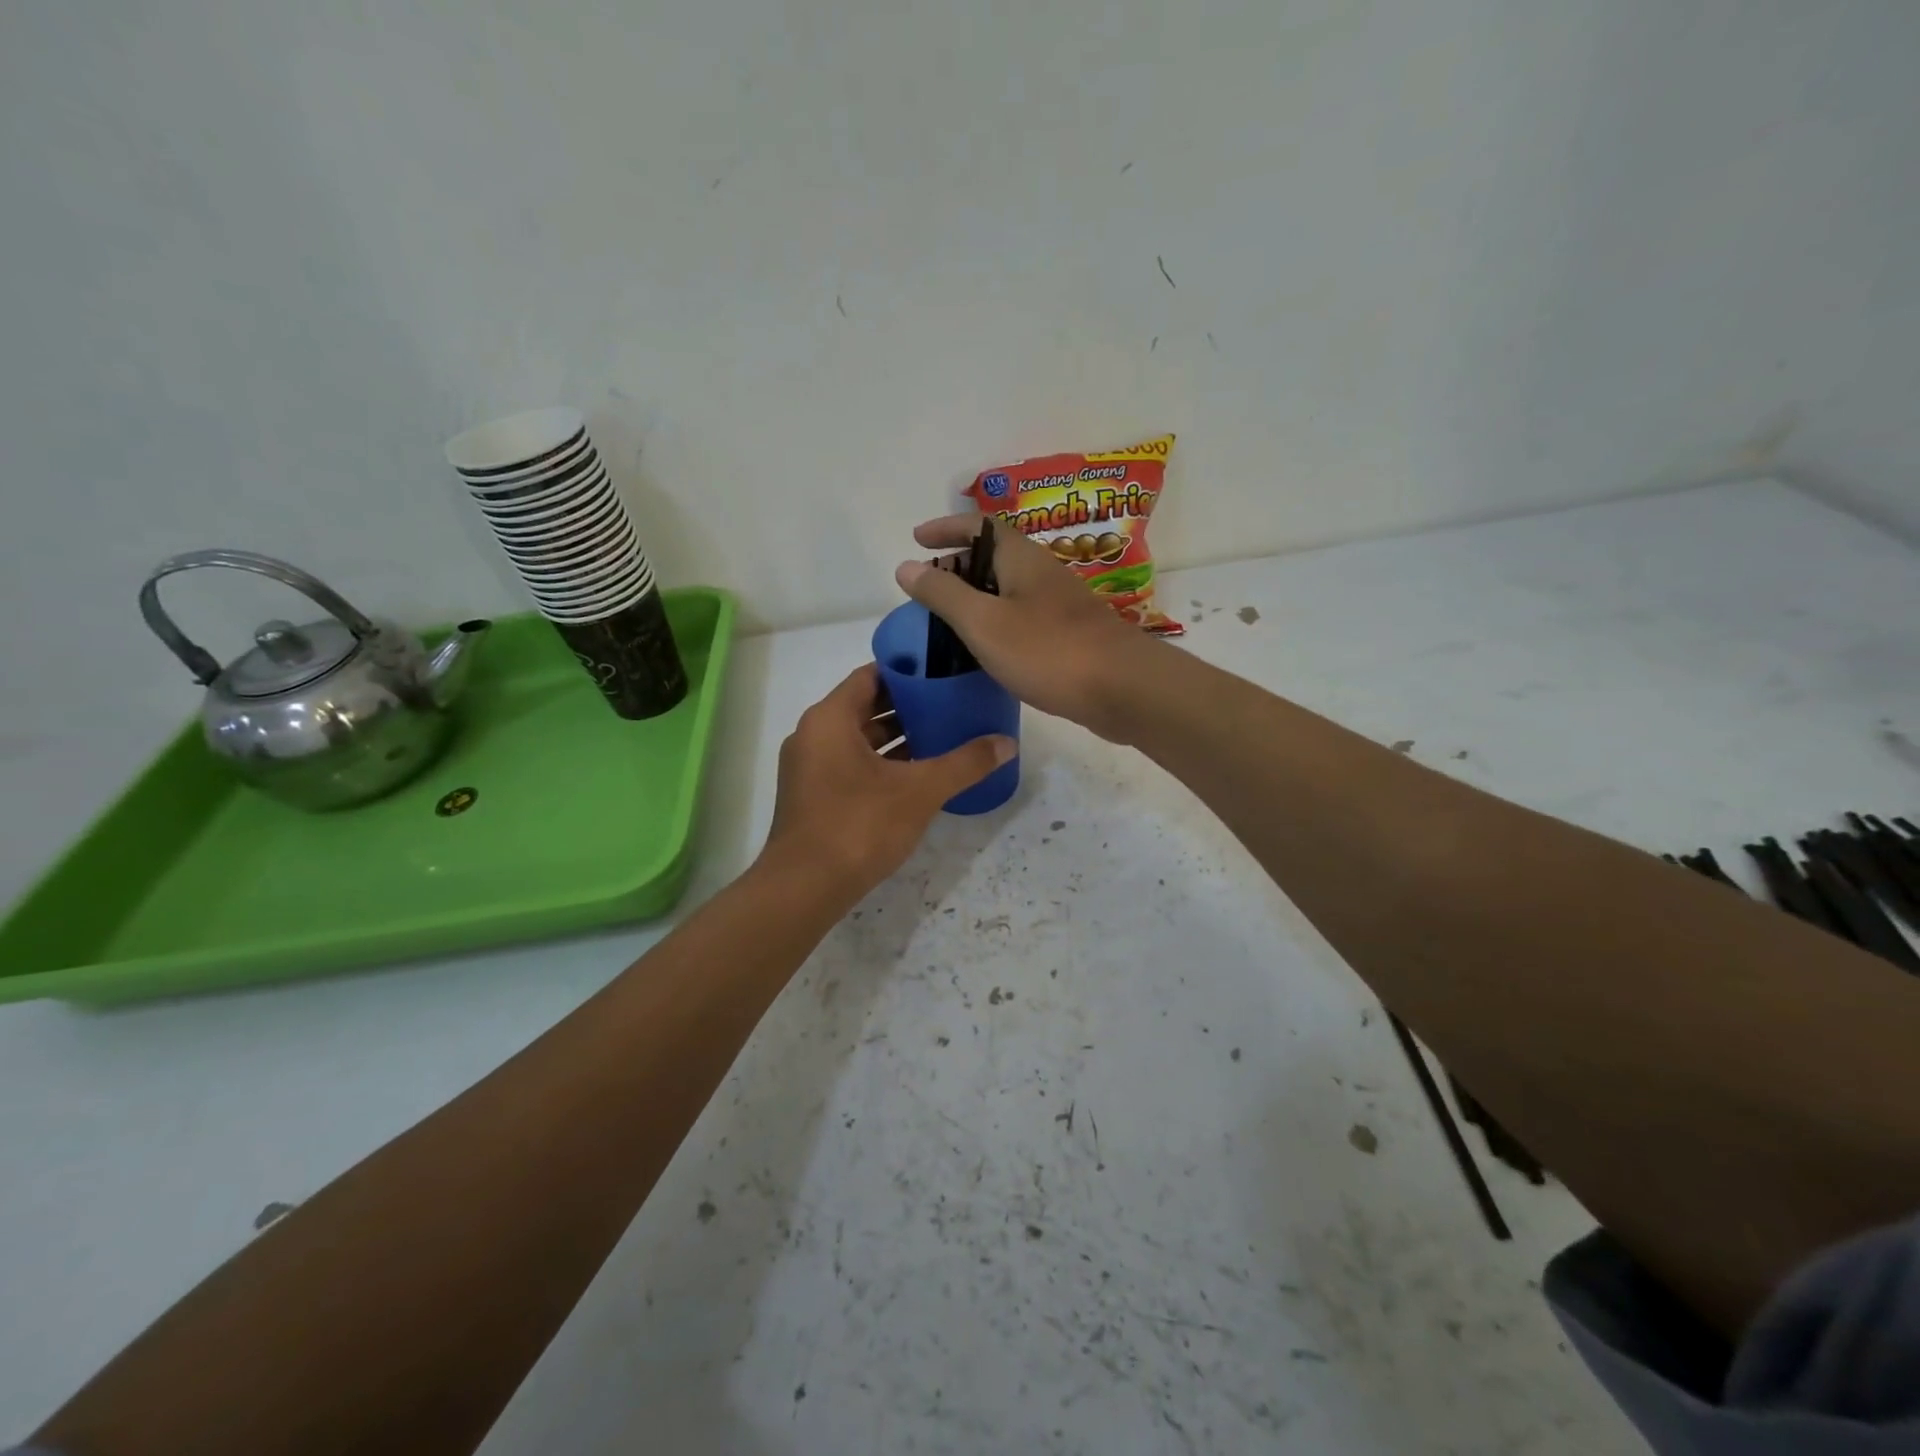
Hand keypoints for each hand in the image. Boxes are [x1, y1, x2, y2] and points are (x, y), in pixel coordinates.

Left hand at [761, 664, 1015, 898]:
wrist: (805, 887)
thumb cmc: (859, 825)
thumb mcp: (920, 791)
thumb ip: (965, 763)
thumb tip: (1008, 743)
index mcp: (830, 719)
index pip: (871, 676)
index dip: (908, 672)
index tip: (943, 673)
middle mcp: (813, 735)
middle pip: (865, 706)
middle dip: (908, 707)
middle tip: (950, 704)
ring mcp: (809, 768)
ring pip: (858, 739)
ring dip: (896, 738)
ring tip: (941, 737)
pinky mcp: (812, 796)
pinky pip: (851, 764)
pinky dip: (881, 763)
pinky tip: (916, 775)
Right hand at [896, 515, 1151, 738]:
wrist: (1123, 688)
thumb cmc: (1048, 650)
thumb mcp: (983, 622)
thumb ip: (943, 594)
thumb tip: (906, 566)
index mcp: (1020, 558)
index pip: (978, 525)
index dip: (946, 528)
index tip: (916, 540)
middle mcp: (1042, 572)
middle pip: (993, 557)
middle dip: (957, 567)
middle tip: (927, 592)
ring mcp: (1059, 605)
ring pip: (1008, 590)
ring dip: (977, 598)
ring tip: (948, 623)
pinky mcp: (1069, 635)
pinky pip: (1022, 618)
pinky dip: (997, 624)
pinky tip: (987, 652)